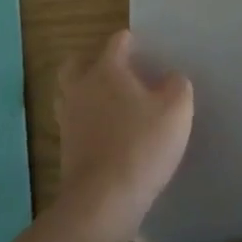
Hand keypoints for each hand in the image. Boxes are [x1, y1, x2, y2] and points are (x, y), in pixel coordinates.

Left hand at [54, 30, 193, 231]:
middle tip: (116, 72)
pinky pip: (73, 123)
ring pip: (68, 93)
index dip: (131, 41)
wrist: (104, 199)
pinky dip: (85, 121)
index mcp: (106, 71)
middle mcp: (81, 88)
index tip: (145, 49)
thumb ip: (177, 86)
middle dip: (92, 61)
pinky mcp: (65, 148)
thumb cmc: (143, 145)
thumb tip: (170, 78)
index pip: (116, 42)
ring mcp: (68, 119)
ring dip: (84, 92)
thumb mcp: (177, 110)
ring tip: (109, 102)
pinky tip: (106, 132)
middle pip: (76, 64)